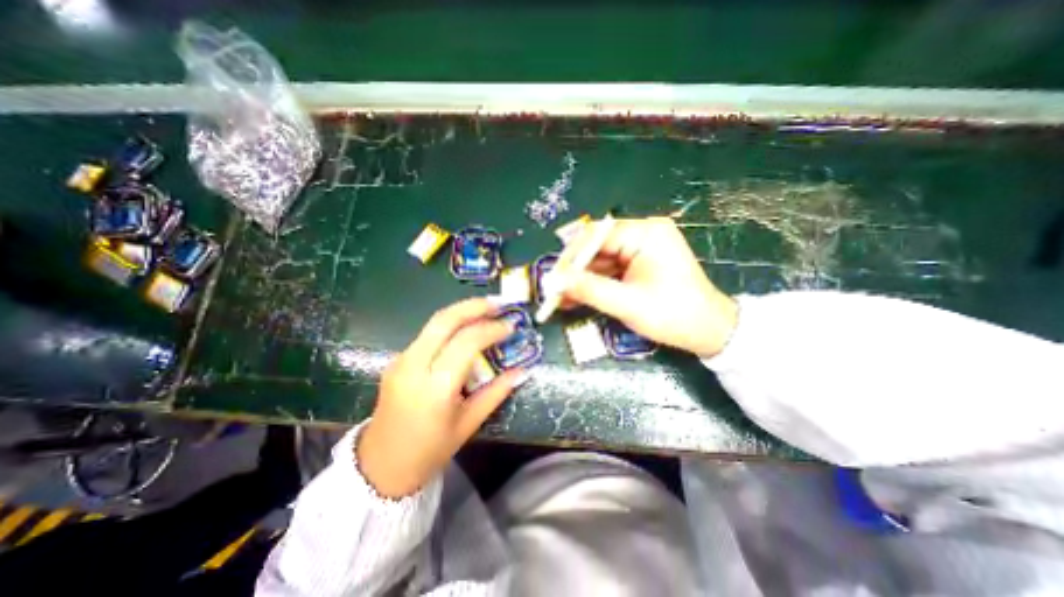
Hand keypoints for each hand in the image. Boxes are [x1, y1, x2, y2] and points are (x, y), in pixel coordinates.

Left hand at [358, 298, 522, 498]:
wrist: (381, 466)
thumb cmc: (431, 450)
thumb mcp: (469, 423)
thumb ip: (497, 392)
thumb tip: (523, 371)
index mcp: (435, 387)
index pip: (466, 343)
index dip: (491, 329)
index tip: (511, 326)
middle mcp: (414, 366)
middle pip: (444, 320)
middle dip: (474, 306)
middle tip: (498, 303)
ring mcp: (401, 361)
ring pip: (433, 323)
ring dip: (461, 311)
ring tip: (486, 309)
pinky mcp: (397, 361)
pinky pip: (427, 334)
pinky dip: (449, 325)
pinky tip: (465, 328)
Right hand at [564, 219, 741, 359]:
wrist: (709, 332)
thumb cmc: (673, 315)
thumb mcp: (627, 303)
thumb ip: (589, 289)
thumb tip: (554, 281)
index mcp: (646, 233)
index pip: (596, 236)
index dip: (571, 257)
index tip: (553, 277)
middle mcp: (643, 234)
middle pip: (597, 248)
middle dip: (574, 271)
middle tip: (554, 290)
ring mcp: (641, 248)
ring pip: (600, 261)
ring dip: (581, 280)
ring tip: (560, 298)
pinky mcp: (639, 263)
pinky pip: (610, 270)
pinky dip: (594, 284)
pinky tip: (576, 297)